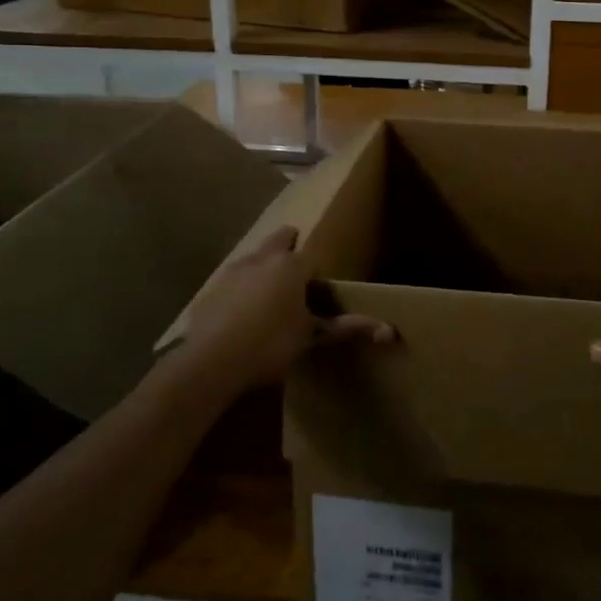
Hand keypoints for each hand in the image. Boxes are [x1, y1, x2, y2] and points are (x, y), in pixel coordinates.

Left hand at [179, 225, 393, 392]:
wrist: (210, 361)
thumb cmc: (269, 345)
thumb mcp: (311, 338)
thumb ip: (348, 330)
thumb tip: (390, 332)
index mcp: (291, 266)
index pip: (310, 254)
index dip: (316, 265)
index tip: (318, 276)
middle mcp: (262, 259)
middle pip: (279, 239)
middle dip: (288, 243)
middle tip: (295, 256)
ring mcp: (232, 272)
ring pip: (253, 256)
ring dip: (263, 263)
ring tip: (269, 285)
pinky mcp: (210, 289)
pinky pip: (231, 280)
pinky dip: (240, 286)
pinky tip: (239, 310)